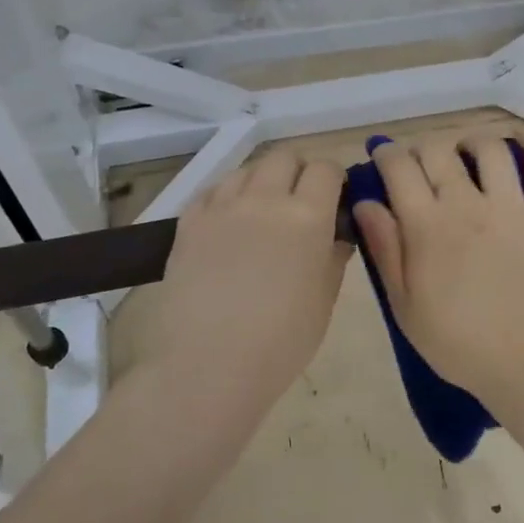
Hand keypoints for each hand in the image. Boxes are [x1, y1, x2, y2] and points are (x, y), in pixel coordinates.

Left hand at [140, 149, 351, 399]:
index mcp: (307, 215)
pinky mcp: (188, 221)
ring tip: (262, 214)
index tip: (335, 201)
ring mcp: (221, 206)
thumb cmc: (280, 341)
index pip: (326, 169)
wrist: (209, 365)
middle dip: (298, 173)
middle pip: (284, 157)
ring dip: (262, 182)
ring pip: (247, 170)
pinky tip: (229, 225)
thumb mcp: (324, 300)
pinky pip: (213, 191)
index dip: (334, 181)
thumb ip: (333, 257)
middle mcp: (264, 198)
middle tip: (300, 205)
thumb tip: (335, 235)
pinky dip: (227, 198)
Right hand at [352, 130, 523, 410]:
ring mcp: (512, 207)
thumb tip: (365, 203)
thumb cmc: (457, 341)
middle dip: (422, 149)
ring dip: (471, 142)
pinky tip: (521, 141)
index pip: (399, 166)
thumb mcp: (404, 304)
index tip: (382, 159)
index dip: (386, 154)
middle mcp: (467, 203)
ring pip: (490, 149)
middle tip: (420, 166)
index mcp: (427, 225)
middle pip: (439, 150)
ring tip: (465, 153)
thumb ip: (384, 248)